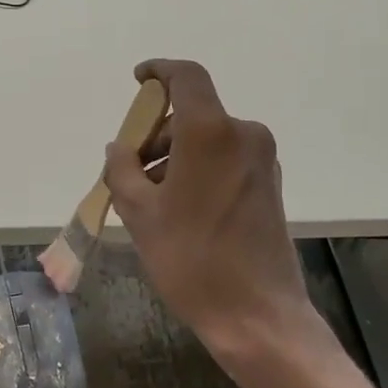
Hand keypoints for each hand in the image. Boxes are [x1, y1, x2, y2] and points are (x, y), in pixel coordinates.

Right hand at [103, 60, 335, 382]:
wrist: (257, 315)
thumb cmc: (191, 259)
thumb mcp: (140, 213)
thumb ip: (122, 169)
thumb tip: (119, 148)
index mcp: (211, 133)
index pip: (186, 77)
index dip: (159, 71)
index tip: (138, 81)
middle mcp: (243, 135)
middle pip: (192, 114)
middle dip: (156, 133)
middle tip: (129, 169)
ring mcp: (261, 160)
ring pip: (208, 139)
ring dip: (175, 155)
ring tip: (149, 197)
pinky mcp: (269, 185)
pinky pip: (225, 159)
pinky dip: (198, 168)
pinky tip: (179, 207)